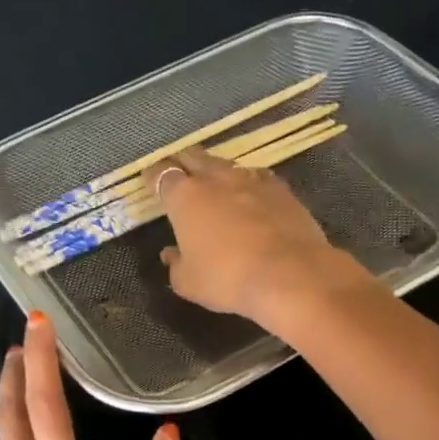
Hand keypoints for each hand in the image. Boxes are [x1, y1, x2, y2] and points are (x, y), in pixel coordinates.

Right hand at [155, 146, 374, 330]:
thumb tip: (171, 253)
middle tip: (178, 173)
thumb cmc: (227, 279)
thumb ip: (175, 264)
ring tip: (212, 182)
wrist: (289, 275)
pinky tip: (249, 194)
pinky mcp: (281, 189)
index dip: (154, 176)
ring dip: (215, 171)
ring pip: (225, 165)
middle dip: (182, 162)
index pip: (162, 174)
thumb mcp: (188, 282)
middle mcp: (215, 179)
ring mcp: (251, 180)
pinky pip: (256, 177)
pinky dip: (247, 183)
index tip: (149, 180)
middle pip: (193, 157)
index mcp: (185, 197)